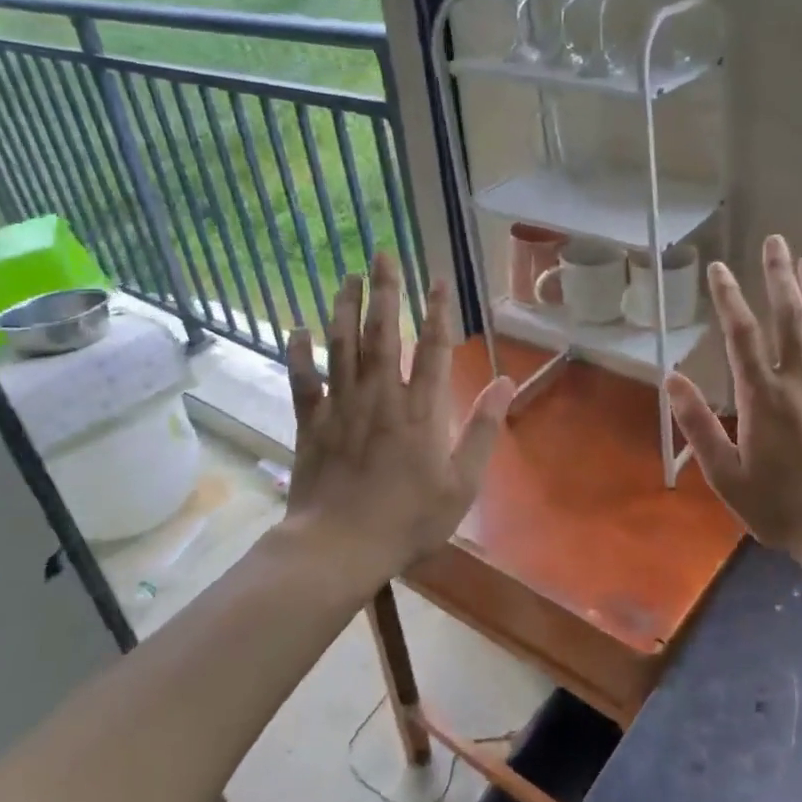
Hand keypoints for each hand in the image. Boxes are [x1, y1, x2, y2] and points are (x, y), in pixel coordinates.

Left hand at [284, 252, 512, 592]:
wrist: (339, 547)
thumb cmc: (408, 518)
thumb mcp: (462, 482)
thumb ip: (483, 429)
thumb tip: (506, 382)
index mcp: (421, 410)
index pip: (434, 347)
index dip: (437, 309)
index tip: (437, 277)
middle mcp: (381, 396)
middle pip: (384, 333)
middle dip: (385, 291)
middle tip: (382, 254)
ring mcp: (342, 406)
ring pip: (343, 345)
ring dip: (345, 308)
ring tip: (347, 277)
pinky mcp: (312, 422)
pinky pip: (304, 379)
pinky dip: (299, 353)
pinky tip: (295, 328)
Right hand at [666, 235, 801, 573]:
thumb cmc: (781, 507)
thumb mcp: (726, 475)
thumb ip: (698, 425)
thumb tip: (671, 380)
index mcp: (763, 397)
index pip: (742, 335)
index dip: (728, 298)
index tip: (719, 269)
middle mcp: (800, 380)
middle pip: (789, 316)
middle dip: (779, 275)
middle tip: (774, 241)